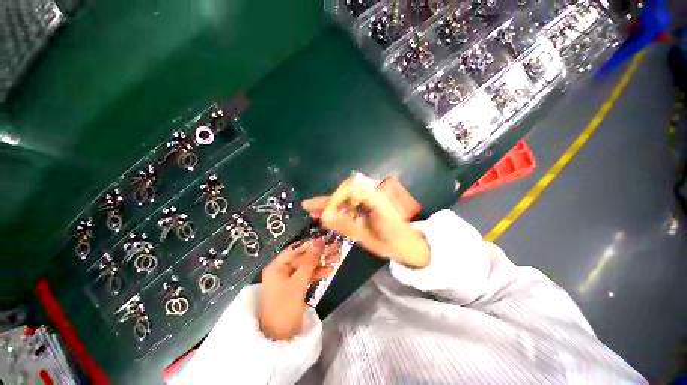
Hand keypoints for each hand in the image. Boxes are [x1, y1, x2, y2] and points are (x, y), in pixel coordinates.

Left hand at [259, 239, 339, 339]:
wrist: (280, 338)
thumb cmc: (285, 307)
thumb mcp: (298, 283)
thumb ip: (309, 262)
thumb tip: (318, 243)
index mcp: (277, 267)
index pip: (295, 250)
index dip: (309, 244)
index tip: (324, 239)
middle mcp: (282, 270)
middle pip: (303, 257)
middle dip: (319, 253)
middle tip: (334, 247)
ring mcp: (290, 279)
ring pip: (308, 266)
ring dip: (321, 262)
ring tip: (337, 257)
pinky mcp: (296, 287)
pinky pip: (308, 276)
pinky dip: (318, 273)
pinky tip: (330, 270)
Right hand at [302, 174, 429, 268]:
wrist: (409, 245)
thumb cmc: (393, 242)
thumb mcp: (368, 237)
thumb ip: (346, 224)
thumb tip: (325, 215)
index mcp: (376, 198)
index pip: (350, 189)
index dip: (335, 199)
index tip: (326, 215)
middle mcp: (373, 193)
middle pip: (345, 190)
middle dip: (327, 199)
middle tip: (308, 206)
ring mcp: (371, 199)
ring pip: (346, 197)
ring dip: (329, 202)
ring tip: (310, 207)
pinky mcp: (368, 205)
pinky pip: (350, 203)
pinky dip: (338, 208)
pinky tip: (325, 213)